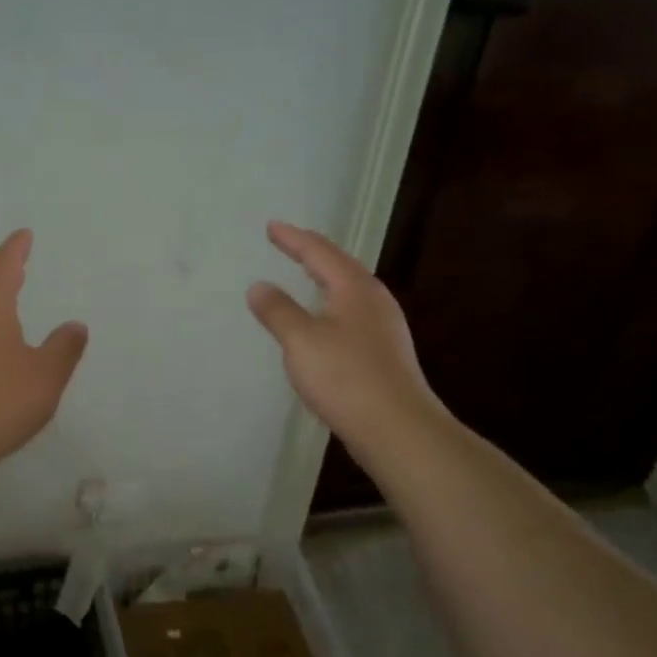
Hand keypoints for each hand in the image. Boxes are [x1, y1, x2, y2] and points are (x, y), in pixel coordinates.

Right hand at [247, 221, 444, 453]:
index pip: (320, 252)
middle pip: (340, 266)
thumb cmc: (346, 378)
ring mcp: (384, 328)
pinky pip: (351, 314)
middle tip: (288, 244)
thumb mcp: (301, 341)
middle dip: (312, 253)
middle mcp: (374, 301)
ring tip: (305, 275)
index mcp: (355, 289)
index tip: (271, 227)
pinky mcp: (384, 353)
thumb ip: (278, 311)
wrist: (397, 429)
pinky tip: (324, 322)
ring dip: (325, 279)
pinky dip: (330, 305)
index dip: (293, 239)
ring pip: (349, 291)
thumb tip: (259, 285)